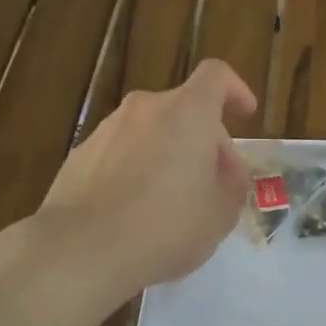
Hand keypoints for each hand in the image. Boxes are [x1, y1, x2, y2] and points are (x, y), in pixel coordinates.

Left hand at [36, 60, 256, 301]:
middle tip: (212, 182)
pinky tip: (134, 211)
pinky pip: (120, 153)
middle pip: (183, 109)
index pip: (216, 76)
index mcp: (188, 112)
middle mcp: (146, 109)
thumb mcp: (221, 213)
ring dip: (167, 154)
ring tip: (171, 201)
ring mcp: (107, 129)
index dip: (235, 90)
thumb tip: (223, 168)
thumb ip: (232, 181)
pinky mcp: (80, 155)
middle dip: (203, 138)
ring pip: (150, 131)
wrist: (80, 249)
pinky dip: (135, 170)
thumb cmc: (166, 227)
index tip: (245, 114)